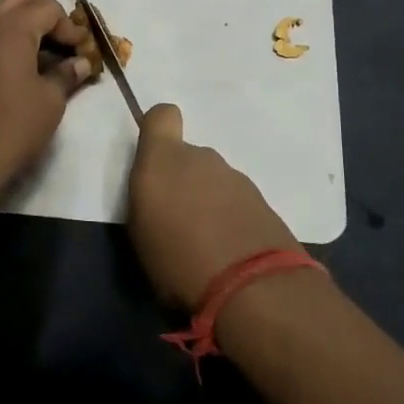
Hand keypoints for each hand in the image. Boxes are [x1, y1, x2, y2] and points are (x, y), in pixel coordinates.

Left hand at [0, 0, 91, 191]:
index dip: (69, 27)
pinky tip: (6, 59)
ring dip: (15, 16)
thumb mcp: (50, 102)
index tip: (81, 51)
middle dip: (44, 13)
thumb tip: (80, 63)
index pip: (48, 9)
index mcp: (12, 27)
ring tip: (31, 44)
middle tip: (60, 42)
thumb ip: (66, 75)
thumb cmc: (11, 128)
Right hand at [126, 103, 302, 311]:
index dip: (157, 131)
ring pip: (214, 181)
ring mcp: (236, 178)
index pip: (161, 115)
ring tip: (205, 244)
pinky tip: (230, 253)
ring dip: (208, 202)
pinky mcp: (263, 202)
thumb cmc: (178, 261)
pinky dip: (232, 219)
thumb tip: (159, 196)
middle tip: (177, 221)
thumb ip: (147, 200)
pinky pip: (237, 202)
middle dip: (183, 181)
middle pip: (188, 156)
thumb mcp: (140, 235)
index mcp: (163, 160)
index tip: (153, 160)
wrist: (253, 288)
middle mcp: (201, 158)